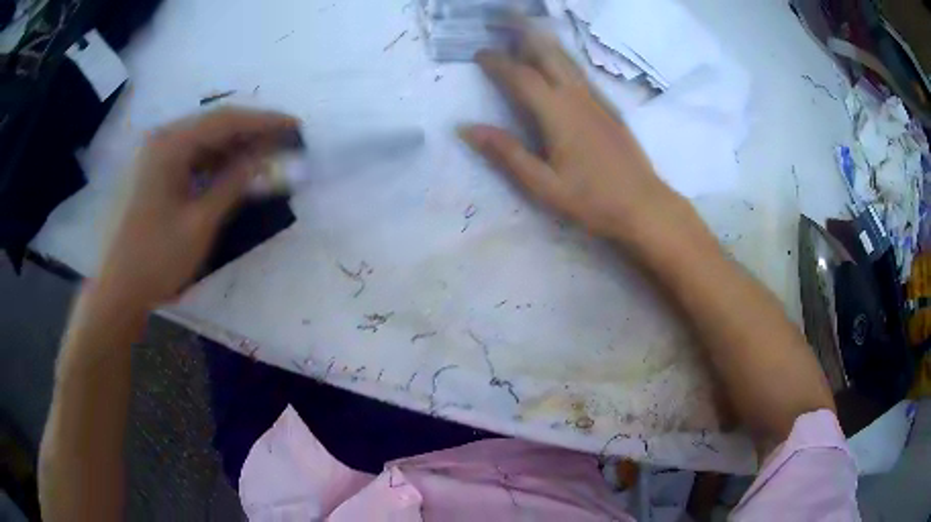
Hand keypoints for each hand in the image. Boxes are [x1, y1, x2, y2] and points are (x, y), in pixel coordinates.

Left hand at [94, 108, 298, 310]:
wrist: (116, 291)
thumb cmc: (156, 259)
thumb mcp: (200, 223)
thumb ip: (234, 184)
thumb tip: (265, 159)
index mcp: (170, 144)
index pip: (226, 121)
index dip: (264, 122)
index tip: (295, 126)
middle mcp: (161, 140)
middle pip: (213, 125)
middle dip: (250, 132)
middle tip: (282, 142)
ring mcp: (152, 156)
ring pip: (201, 141)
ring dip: (232, 148)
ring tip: (263, 156)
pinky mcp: (150, 174)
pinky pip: (188, 158)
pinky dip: (212, 163)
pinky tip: (229, 172)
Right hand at [459, 32, 689, 245]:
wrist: (644, 205)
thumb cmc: (592, 200)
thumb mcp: (543, 185)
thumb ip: (507, 153)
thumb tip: (467, 128)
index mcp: (557, 114)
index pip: (521, 77)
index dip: (498, 62)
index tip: (479, 52)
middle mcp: (577, 97)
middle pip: (547, 55)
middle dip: (524, 34)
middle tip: (504, 17)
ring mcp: (596, 101)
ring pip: (567, 61)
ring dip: (544, 41)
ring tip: (527, 28)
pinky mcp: (609, 109)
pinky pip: (580, 73)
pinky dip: (563, 58)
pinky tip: (559, 61)